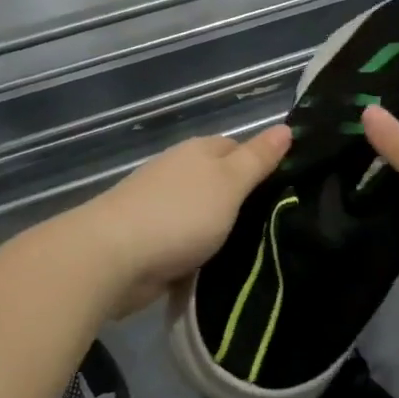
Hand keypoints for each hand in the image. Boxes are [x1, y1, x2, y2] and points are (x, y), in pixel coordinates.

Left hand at [75, 125, 292, 317]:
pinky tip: (218, 270)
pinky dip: (199, 253)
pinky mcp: (150, 239)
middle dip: (243, 202)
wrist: (112, 257)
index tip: (286, 192)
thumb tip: (286, 128)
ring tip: (256, 253)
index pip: (239, 148)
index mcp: (199, 151)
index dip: (262, 165)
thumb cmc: (179, 214)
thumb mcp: (229, 184)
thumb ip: (257, 159)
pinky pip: (186, 241)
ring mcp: (161, 205)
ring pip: (205, 214)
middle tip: (277, 227)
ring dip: (221, 231)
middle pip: (221, 182)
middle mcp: (180, 171)